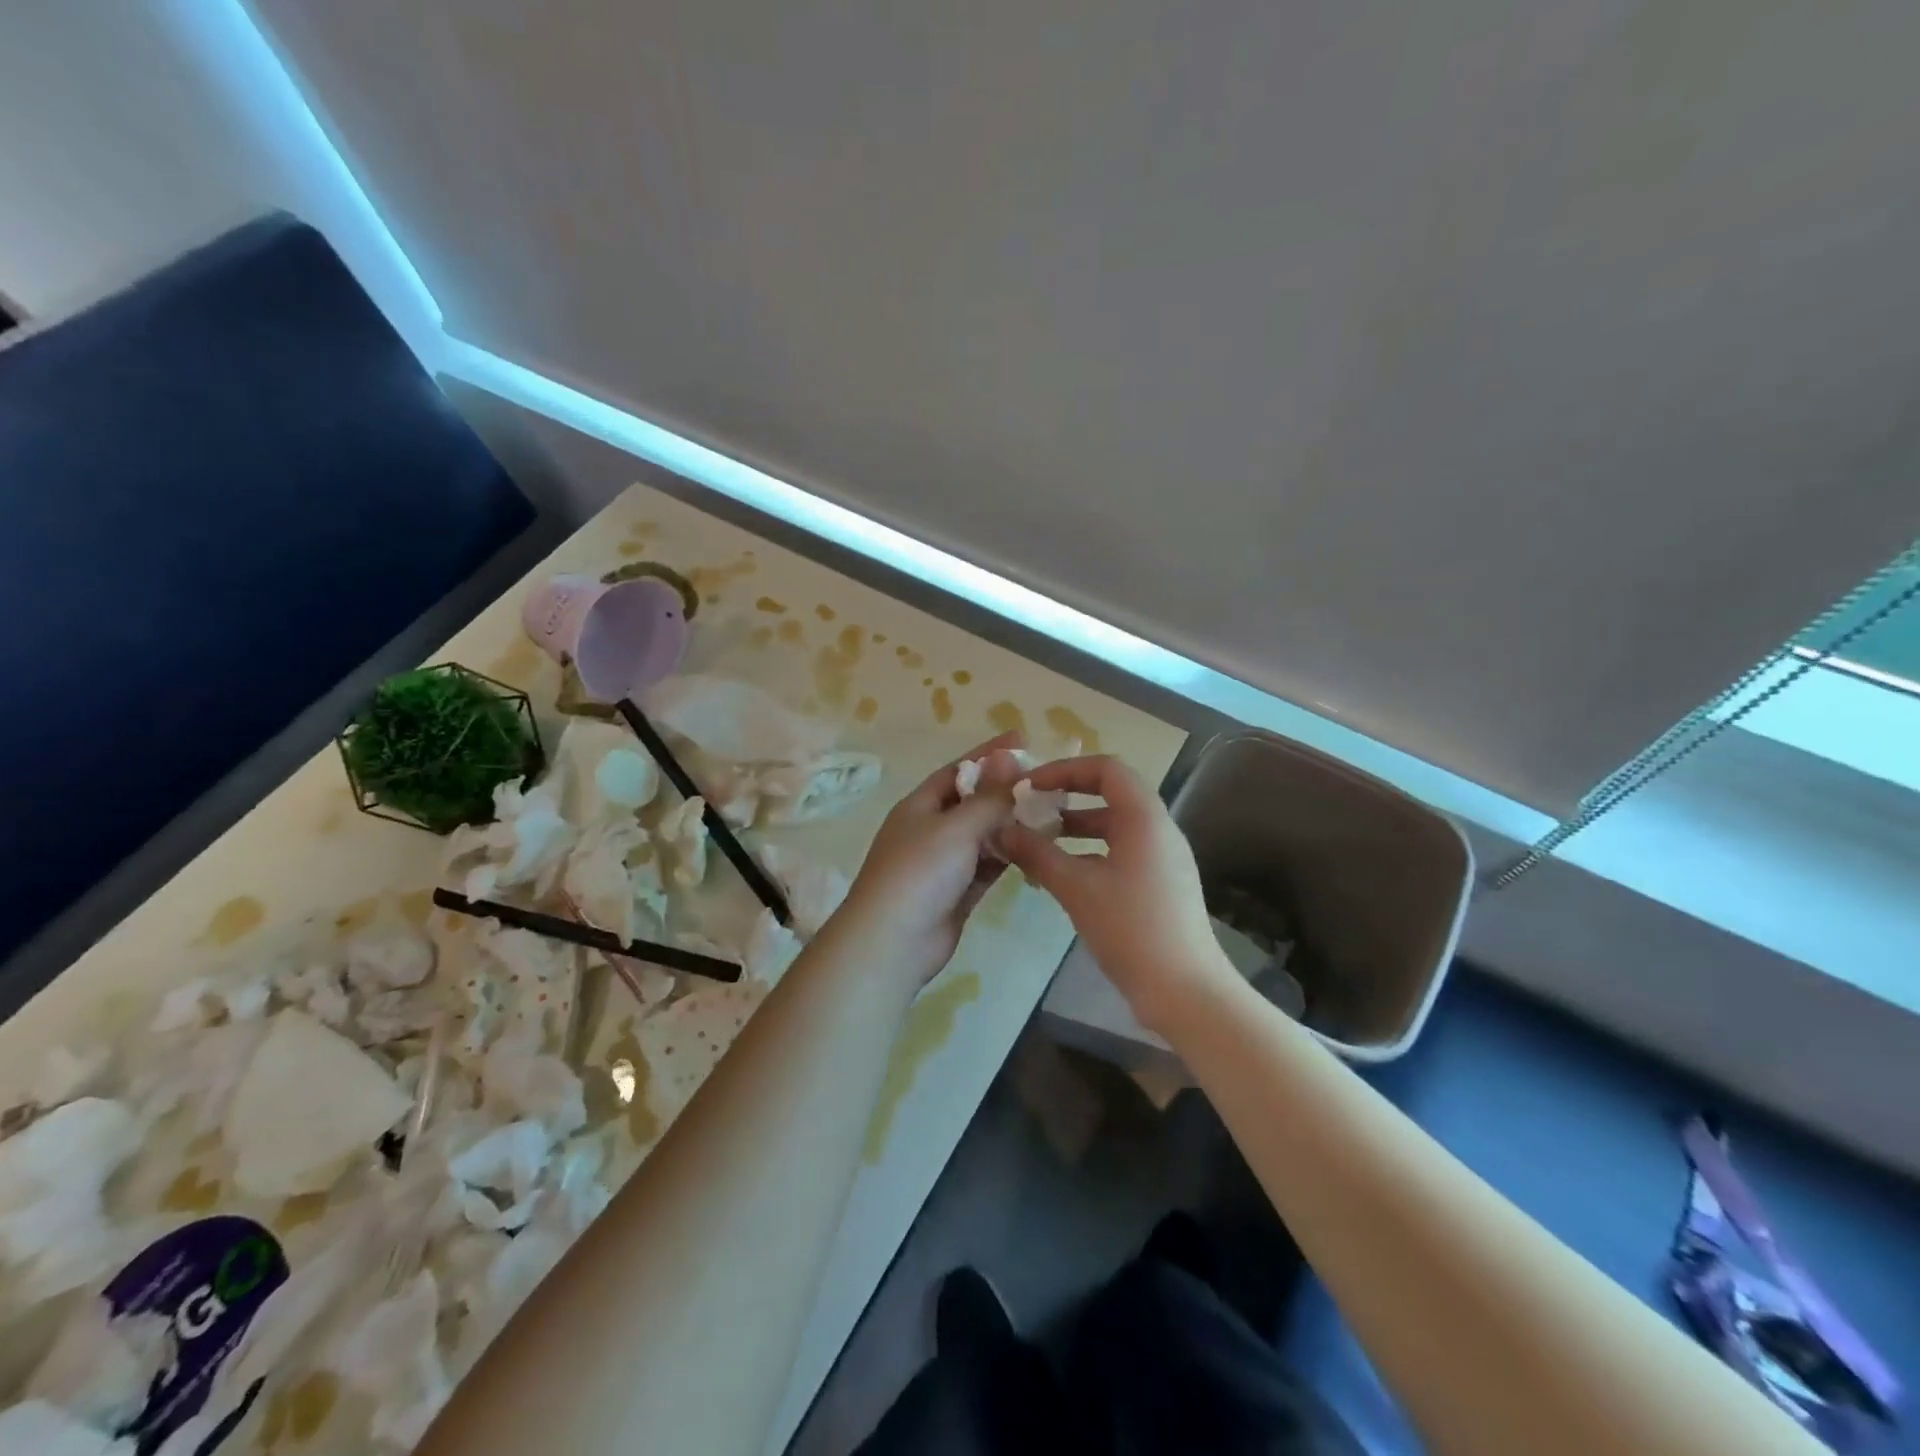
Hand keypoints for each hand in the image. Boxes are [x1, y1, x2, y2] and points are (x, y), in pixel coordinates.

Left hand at [833, 734, 1025, 984]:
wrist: (892, 942)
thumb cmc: (920, 872)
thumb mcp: (956, 826)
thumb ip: (988, 796)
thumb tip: (1009, 756)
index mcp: (921, 805)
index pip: (959, 770)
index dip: (989, 754)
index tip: (1023, 740)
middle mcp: (931, 829)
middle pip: (974, 802)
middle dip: (1006, 790)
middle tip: (1047, 781)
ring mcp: (945, 863)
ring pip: (984, 835)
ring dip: (1012, 824)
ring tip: (1051, 812)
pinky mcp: (959, 892)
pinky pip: (989, 865)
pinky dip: (1010, 855)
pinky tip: (1037, 847)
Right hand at [999, 755, 1233, 1032]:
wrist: (1186, 992)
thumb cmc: (1131, 930)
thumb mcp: (1076, 888)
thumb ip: (1036, 854)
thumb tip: (1001, 830)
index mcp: (1144, 818)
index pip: (1105, 768)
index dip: (1064, 770)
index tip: (1029, 787)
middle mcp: (1158, 829)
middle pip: (1110, 793)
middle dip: (1067, 797)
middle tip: (1029, 809)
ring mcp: (1162, 858)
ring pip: (1114, 826)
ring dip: (1075, 828)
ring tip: (1037, 841)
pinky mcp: (1160, 884)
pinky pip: (1121, 851)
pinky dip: (1090, 852)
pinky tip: (1061, 875)